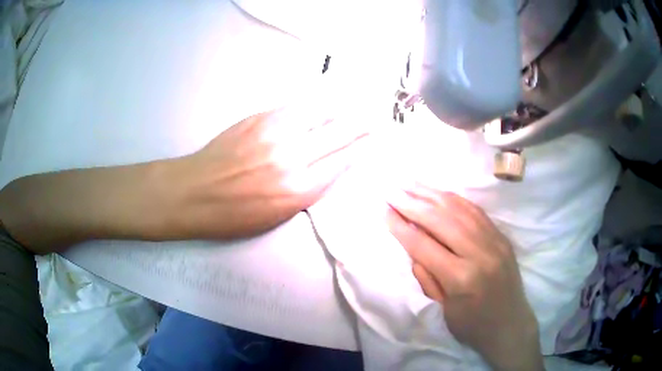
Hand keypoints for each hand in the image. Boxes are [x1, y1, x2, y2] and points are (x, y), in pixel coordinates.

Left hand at [170, 106, 370, 239]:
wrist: (194, 192)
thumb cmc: (234, 215)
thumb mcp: (277, 215)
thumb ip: (307, 190)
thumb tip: (329, 167)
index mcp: (297, 190)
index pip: (341, 162)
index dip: (359, 149)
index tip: (373, 140)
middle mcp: (292, 157)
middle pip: (338, 134)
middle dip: (361, 125)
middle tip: (376, 117)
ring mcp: (275, 132)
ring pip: (320, 113)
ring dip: (341, 109)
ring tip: (355, 104)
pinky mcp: (259, 118)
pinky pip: (296, 106)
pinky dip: (314, 105)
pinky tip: (323, 103)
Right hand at [386, 186, 542, 370]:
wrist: (510, 325)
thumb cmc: (472, 325)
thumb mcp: (443, 309)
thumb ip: (426, 276)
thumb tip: (412, 245)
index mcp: (461, 278)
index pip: (424, 246)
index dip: (401, 227)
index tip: (384, 212)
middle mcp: (479, 253)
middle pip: (441, 221)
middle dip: (412, 204)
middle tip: (392, 191)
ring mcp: (494, 241)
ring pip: (459, 209)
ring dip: (432, 195)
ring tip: (411, 185)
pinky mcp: (501, 236)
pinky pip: (476, 211)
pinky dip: (454, 199)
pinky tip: (439, 193)